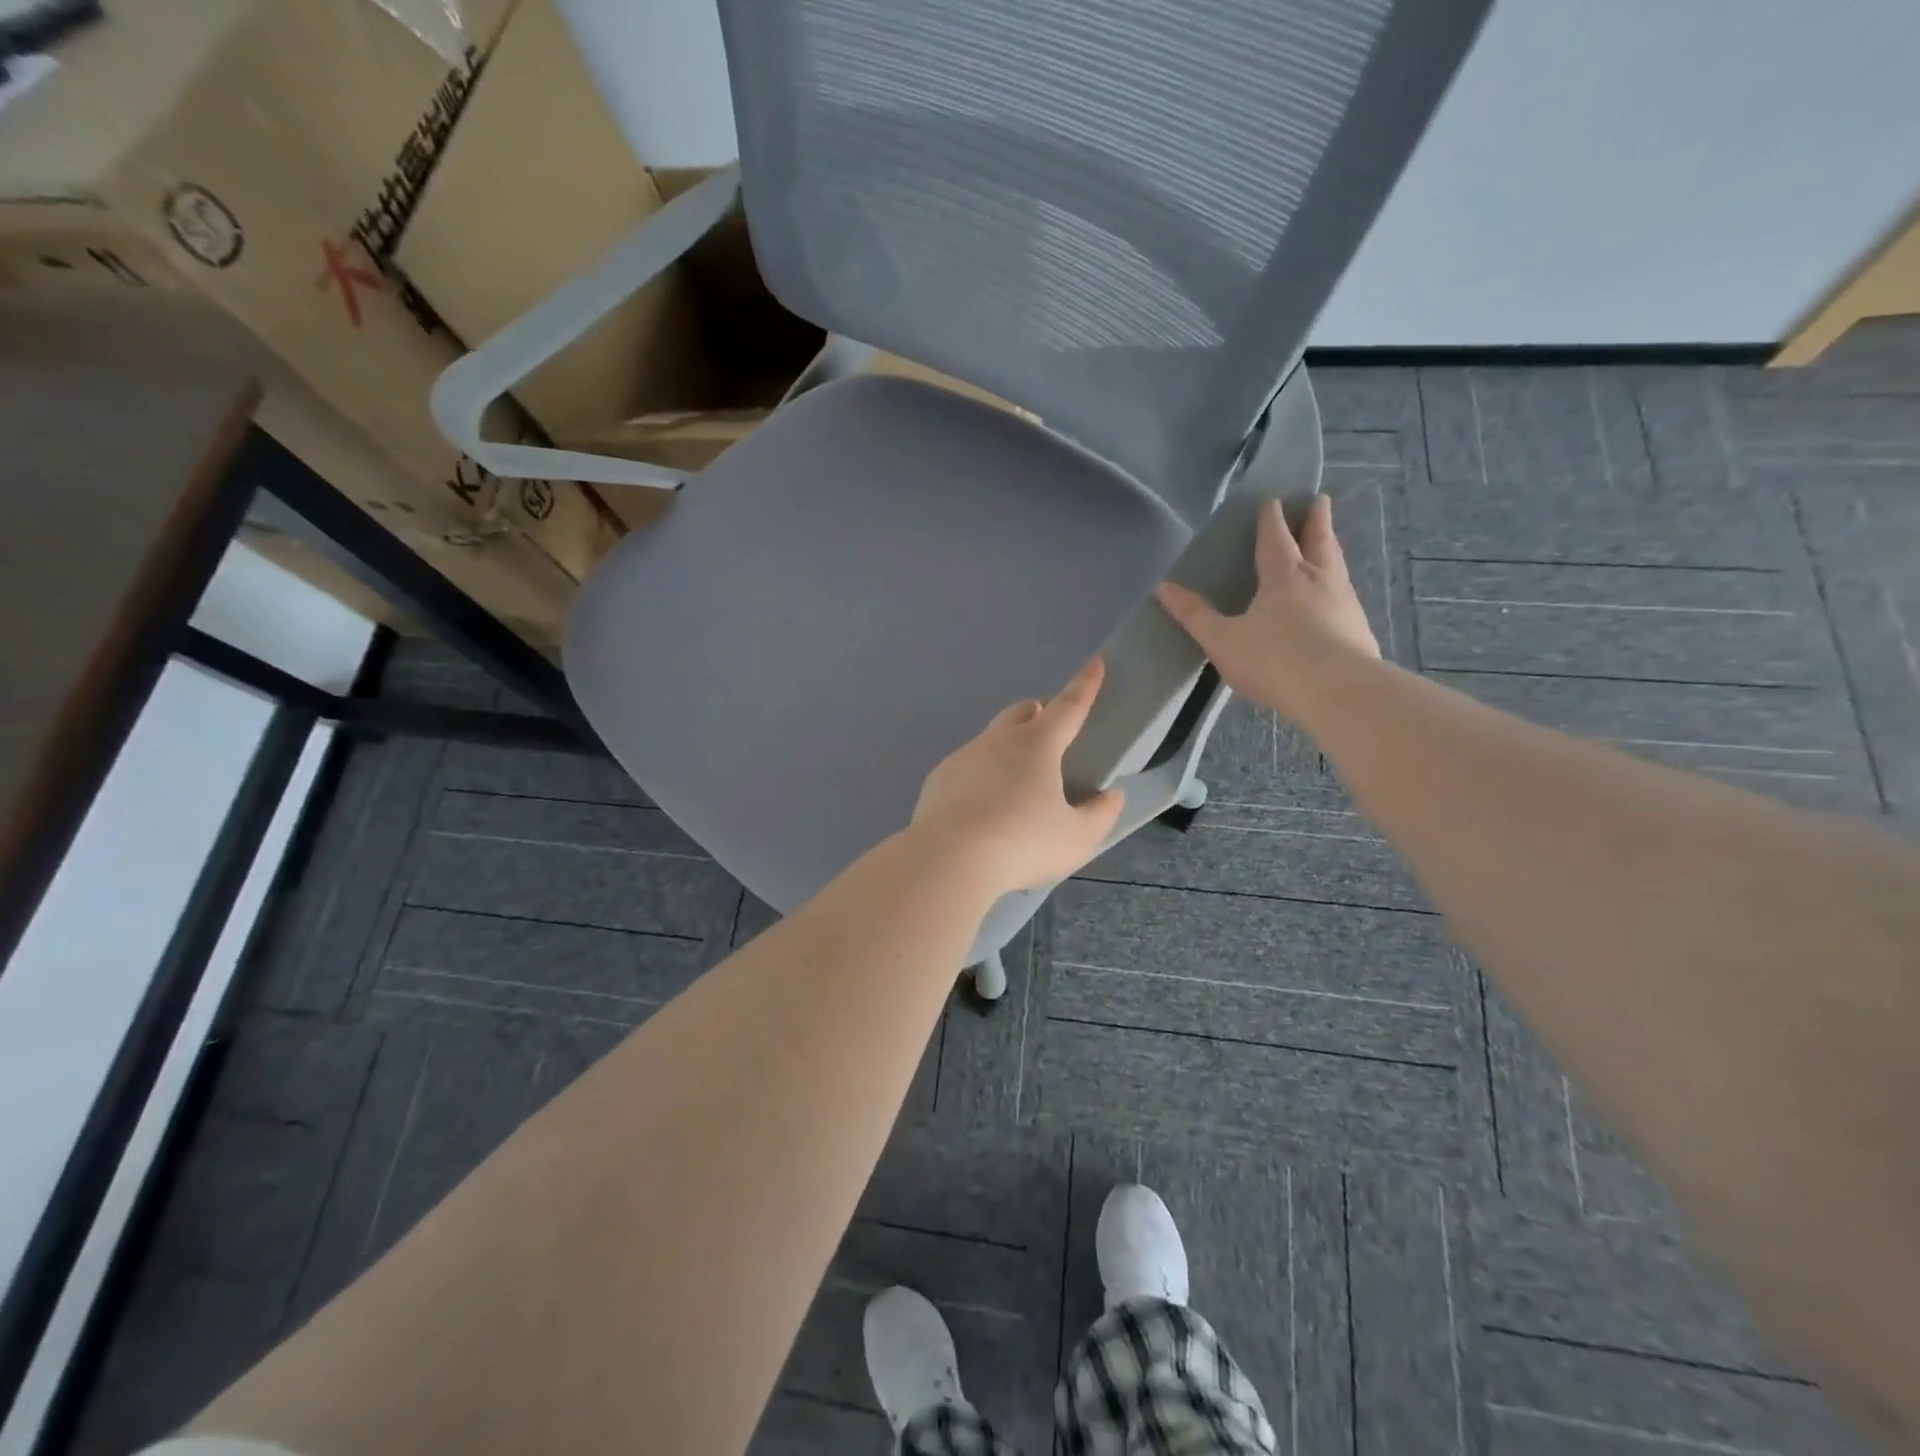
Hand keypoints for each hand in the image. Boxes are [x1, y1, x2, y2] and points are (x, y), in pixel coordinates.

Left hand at [910, 658, 1126, 896]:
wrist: (948, 860)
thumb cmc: (1022, 844)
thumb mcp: (1076, 838)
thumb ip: (1100, 815)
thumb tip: (1111, 797)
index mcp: (1036, 745)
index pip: (1069, 706)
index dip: (1086, 685)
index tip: (1096, 663)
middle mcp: (997, 741)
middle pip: (1021, 712)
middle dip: (1038, 713)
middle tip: (1050, 734)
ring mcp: (963, 758)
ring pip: (990, 740)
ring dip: (1007, 749)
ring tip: (1015, 787)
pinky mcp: (938, 780)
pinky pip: (966, 767)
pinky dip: (980, 777)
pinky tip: (982, 809)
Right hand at [1156, 495, 1379, 723]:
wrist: (1338, 691)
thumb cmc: (1274, 659)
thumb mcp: (1223, 640)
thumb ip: (1195, 615)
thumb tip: (1163, 588)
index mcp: (1284, 575)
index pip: (1277, 537)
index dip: (1273, 519)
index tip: (1274, 501)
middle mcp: (1319, 579)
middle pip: (1318, 541)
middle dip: (1316, 521)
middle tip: (1320, 501)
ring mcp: (1345, 602)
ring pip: (1337, 565)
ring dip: (1331, 549)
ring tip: (1329, 543)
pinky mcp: (1360, 628)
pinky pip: (1347, 596)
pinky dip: (1339, 586)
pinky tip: (1338, 598)